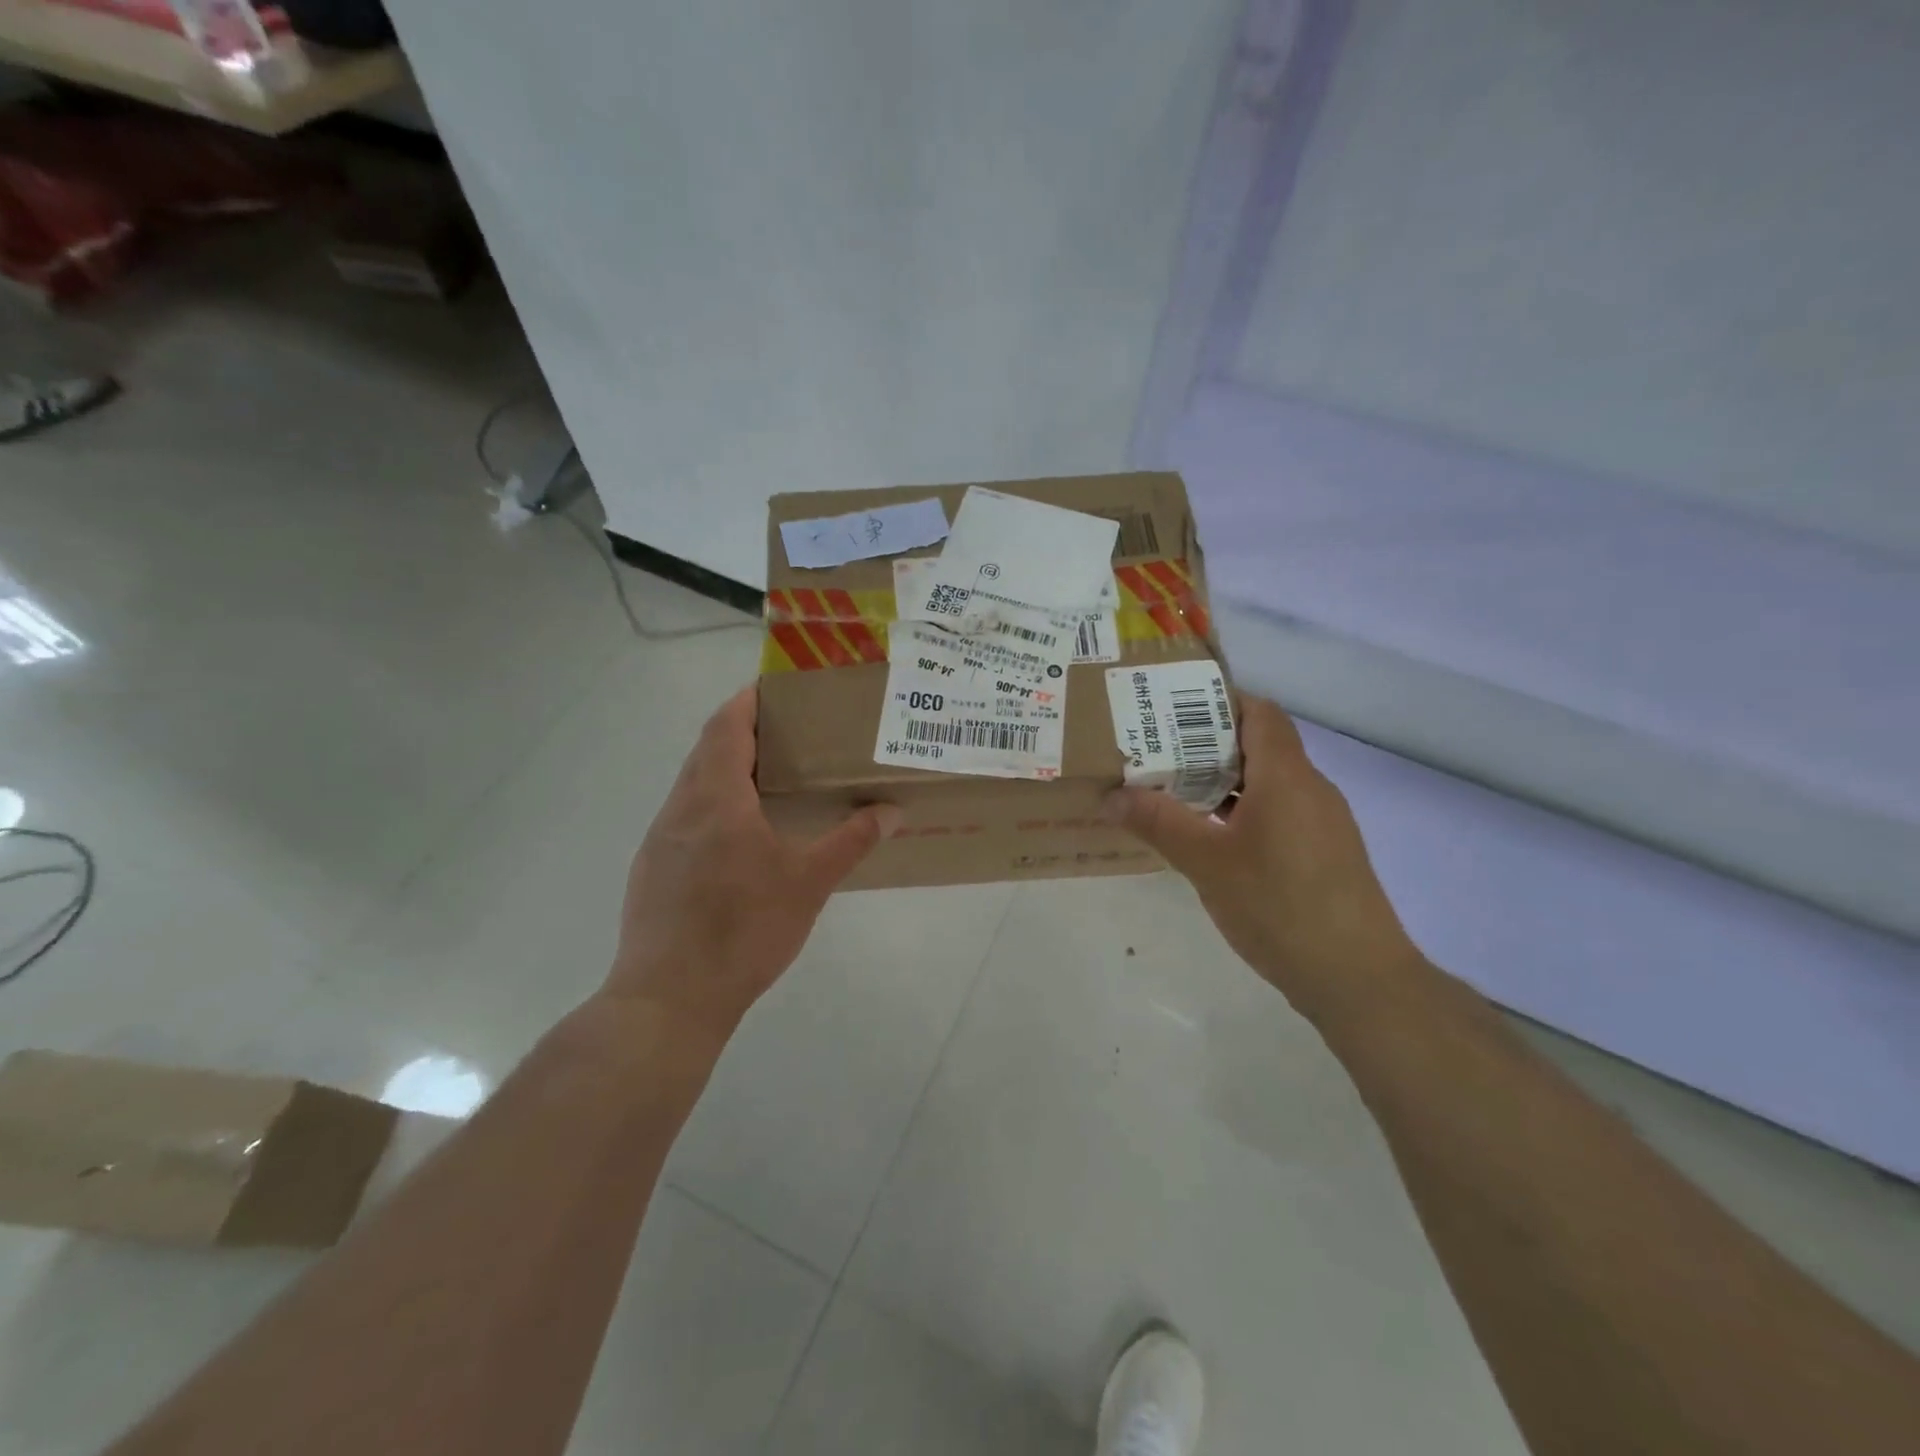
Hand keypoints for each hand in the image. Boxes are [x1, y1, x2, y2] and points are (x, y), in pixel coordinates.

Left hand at [604, 687, 901, 1044]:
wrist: (669, 998)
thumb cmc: (743, 930)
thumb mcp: (808, 884)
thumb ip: (850, 841)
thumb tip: (891, 810)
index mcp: (716, 799)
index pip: (726, 727)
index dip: (747, 700)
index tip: (776, 688)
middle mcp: (680, 808)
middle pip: (707, 750)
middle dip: (742, 731)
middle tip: (788, 733)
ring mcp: (659, 839)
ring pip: (692, 784)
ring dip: (725, 769)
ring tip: (770, 780)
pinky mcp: (651, 870)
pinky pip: (684, 817)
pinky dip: (712, 804)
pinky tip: (739, 837)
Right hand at [1103, 695, 1421, 1022]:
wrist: (1357, 979)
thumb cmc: (1280, 907)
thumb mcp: (1207, 863)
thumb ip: (1158, 823)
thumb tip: (1110, 797)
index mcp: (1287, 776)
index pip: (1259, 712)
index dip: (1217, 702)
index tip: (1169, 711)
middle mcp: (1311, 789)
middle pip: (1259, 745)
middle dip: (1205, 745)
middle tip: (1154, 752)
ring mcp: (1322, 823)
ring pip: (1267, 783)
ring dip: (1222, 782)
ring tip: (1170, 791)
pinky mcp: (1324, 854)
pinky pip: (1278, 813)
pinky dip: (1242, 812)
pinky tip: (1209, 838)